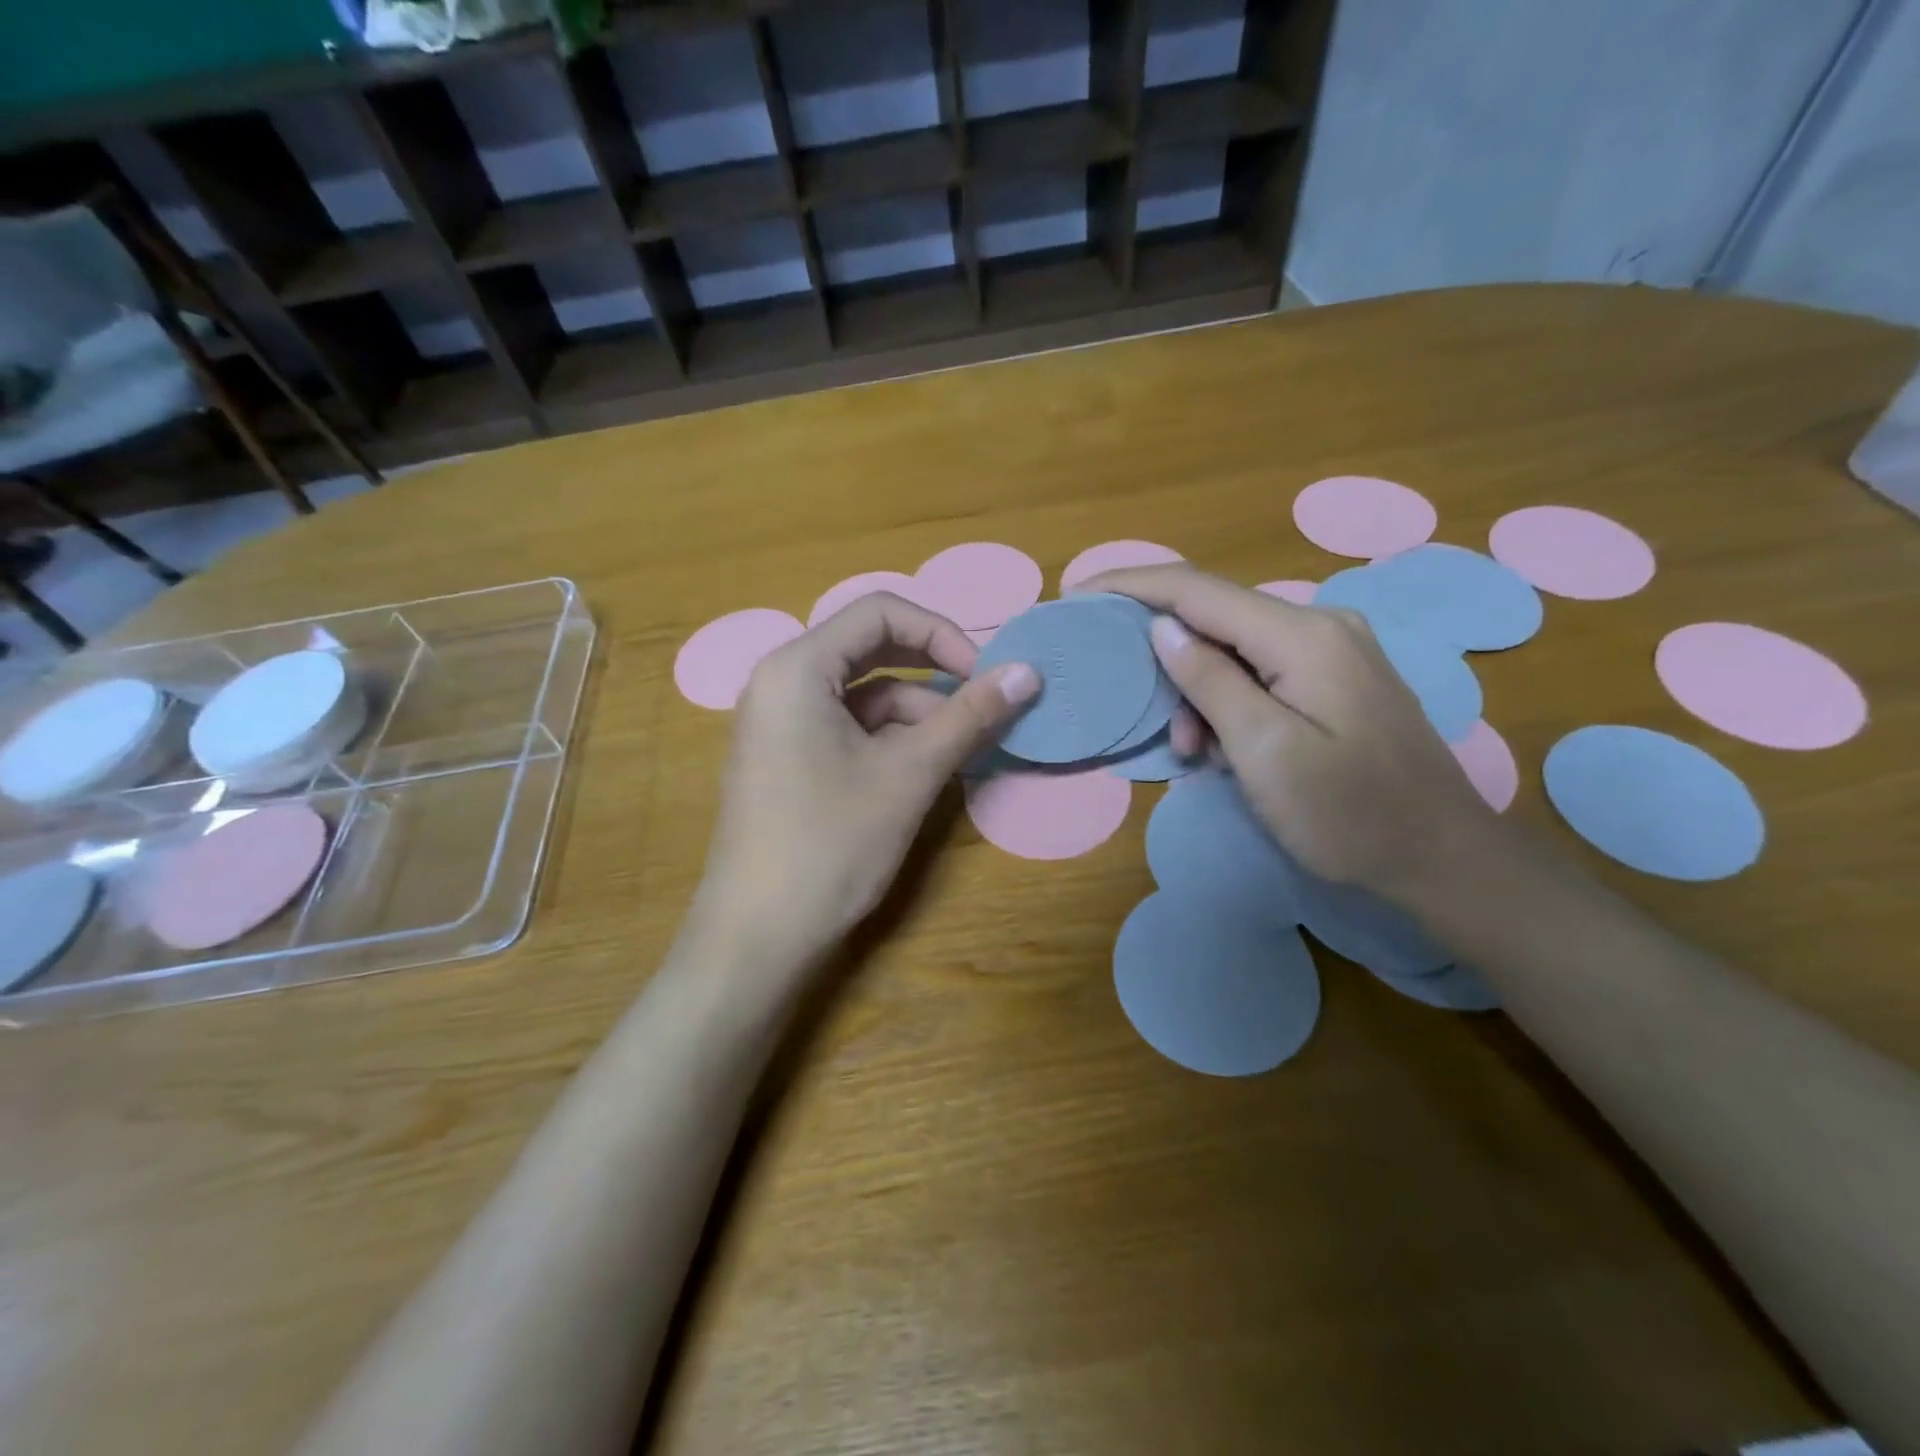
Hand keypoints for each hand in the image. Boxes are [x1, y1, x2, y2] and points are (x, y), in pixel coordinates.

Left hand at [692, 593, 1039, 964]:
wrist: (757, 937)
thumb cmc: (831, 844)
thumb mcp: (909, 774)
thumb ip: (970, 716)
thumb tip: (1029, 672)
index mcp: (797, 667)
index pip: (881, 612)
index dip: (942, 633)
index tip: (985, 676)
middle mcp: (781, 682)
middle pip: (872, 649)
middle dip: (933, 674)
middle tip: (983, 704)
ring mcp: (780, 722)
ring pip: (864, 695)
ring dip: (918, 715)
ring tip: (962, 751)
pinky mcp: (787, 758)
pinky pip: (848, 727)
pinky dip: (891, 740)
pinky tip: (925, 770)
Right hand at [1086, 564, 1505, 903]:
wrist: (1443, 858)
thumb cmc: (1349, 814)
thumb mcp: (1264, 751)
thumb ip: (1210, 680)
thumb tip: (1160, 626)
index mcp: (1302, 635)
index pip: (1195, 589)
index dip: (1129, 585)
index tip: (1075, 593)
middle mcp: (1319, 625)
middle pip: (1213, 616)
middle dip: (1164, 656)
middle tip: (1141, 708)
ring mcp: (1332, 650)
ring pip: (1234, 649)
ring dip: (1197, 692)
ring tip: (1191, 750)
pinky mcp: (1335, 678)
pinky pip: (1260, 672)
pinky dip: (1228, 703)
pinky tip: (1225, 748)